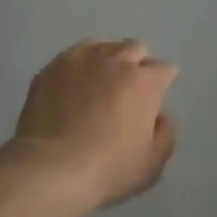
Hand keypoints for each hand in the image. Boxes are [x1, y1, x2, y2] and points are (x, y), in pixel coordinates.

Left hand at [11, 40, 178, 210]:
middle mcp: (116, 59)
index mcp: (144, 81)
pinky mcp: (54, 66)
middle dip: (136, 65)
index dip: (161, 84)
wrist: (51, 168)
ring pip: (103, 47)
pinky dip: (79, 67)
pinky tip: (72, 87)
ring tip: (97, 85)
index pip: (164, 70)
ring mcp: (82, 58)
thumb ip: (165, 132)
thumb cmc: (108, 168)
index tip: (154, 101)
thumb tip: (160, 115)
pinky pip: (74, 56)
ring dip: (107, 62)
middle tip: (127, 92)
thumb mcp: (152, 163)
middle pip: (135, 49)